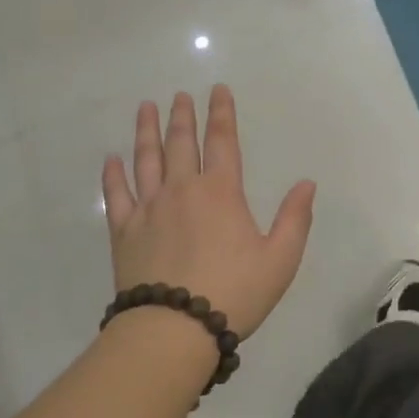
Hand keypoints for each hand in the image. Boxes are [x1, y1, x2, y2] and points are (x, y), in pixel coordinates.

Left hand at [101, 86, 315, 338]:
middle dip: (182, 116)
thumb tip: (307, 183)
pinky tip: (111, 159)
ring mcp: (148, 208)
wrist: (175, 327)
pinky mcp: (124, 231)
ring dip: (146, 132)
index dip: (222, 113)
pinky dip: (113, 175)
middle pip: (181, 143)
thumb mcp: (280, 259)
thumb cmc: (235, 293)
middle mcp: (182, 189)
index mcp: (221, 192)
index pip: (222, 141)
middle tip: (179, 95)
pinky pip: (117, 195)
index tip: (217, 90)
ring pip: (146, 160)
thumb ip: (295, 218)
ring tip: (146, 108)